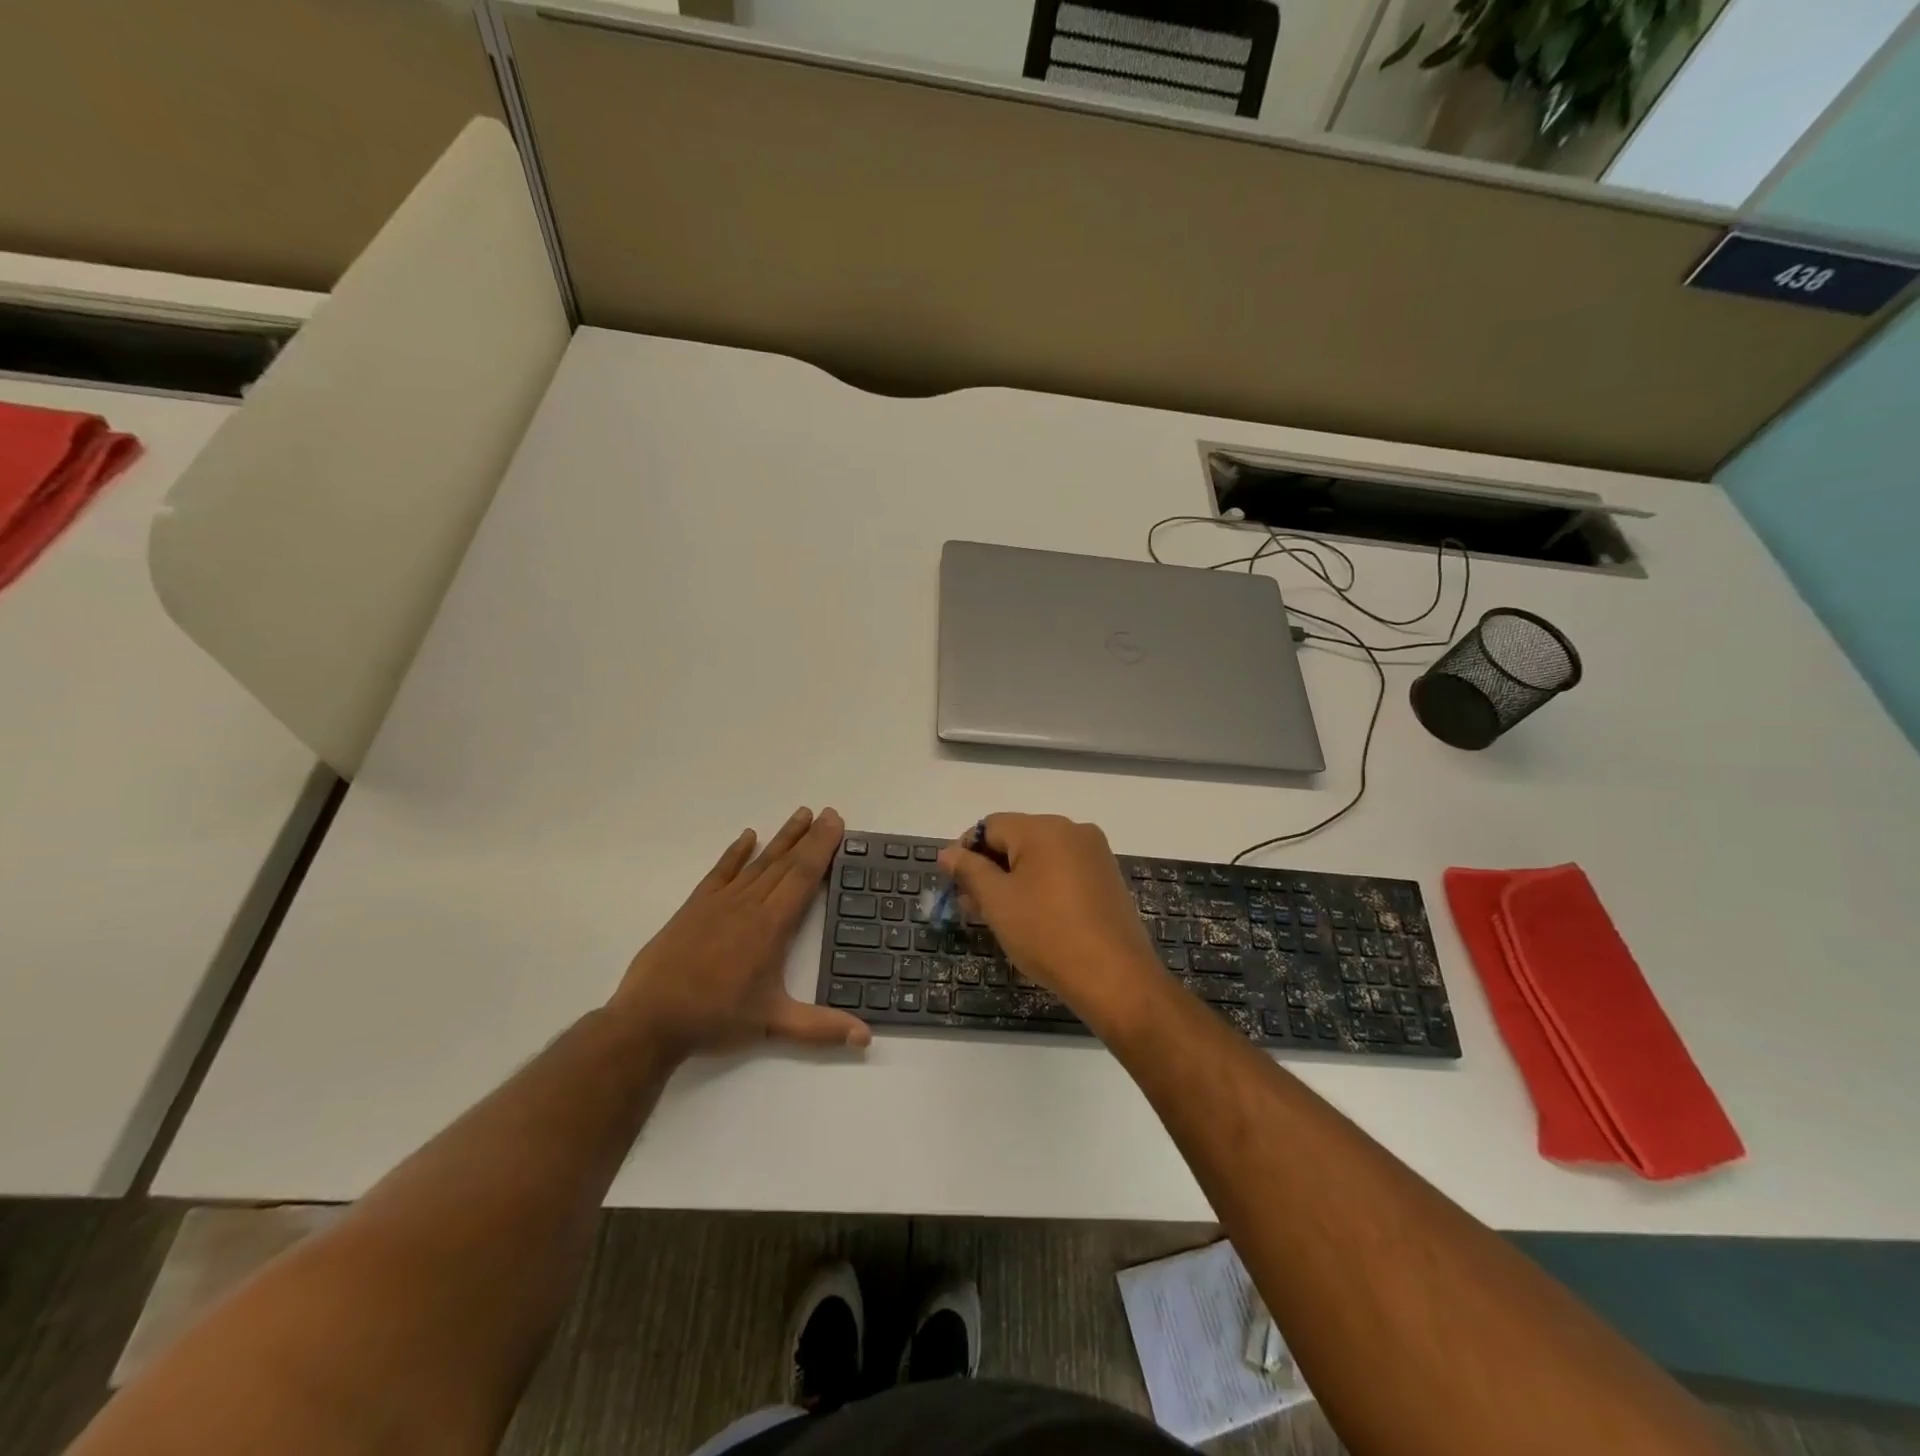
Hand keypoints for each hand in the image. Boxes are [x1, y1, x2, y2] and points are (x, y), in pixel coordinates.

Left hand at [610, 807, 871, 1057]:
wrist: (650, 1020)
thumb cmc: (715, 1019)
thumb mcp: (772, 1024)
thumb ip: (821, 1028)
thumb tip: (867, 1038)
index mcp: (771, 926)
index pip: (803, 876)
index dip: (822, 847)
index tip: (835, 822)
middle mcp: (749, 905)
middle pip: (785, 862)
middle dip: (809, 836)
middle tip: (827, 812)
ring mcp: (719, 903)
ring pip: (758, 863)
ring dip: (781, 838)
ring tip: (799, 815)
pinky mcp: (694, 907)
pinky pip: (720, 872)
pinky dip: (735, 853)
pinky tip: (747, 837)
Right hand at [937, 813, 1161, 1027]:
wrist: (1115, 977)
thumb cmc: (1047, 934)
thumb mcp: (997, 902)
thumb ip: (969, 871)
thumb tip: (948, 853)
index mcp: (1045, 828)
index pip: (991, 826)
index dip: (966, 850)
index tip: (952, 883)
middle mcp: (1073, 830)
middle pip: (1017, 838)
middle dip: (989, 867)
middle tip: (970, 904)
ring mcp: (1095, 854)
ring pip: (1040, 857)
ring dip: (1013, 879)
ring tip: (997, 914)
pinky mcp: (1107, 878)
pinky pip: (1063, 871)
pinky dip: (1041, 886)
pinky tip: (1031, 916)